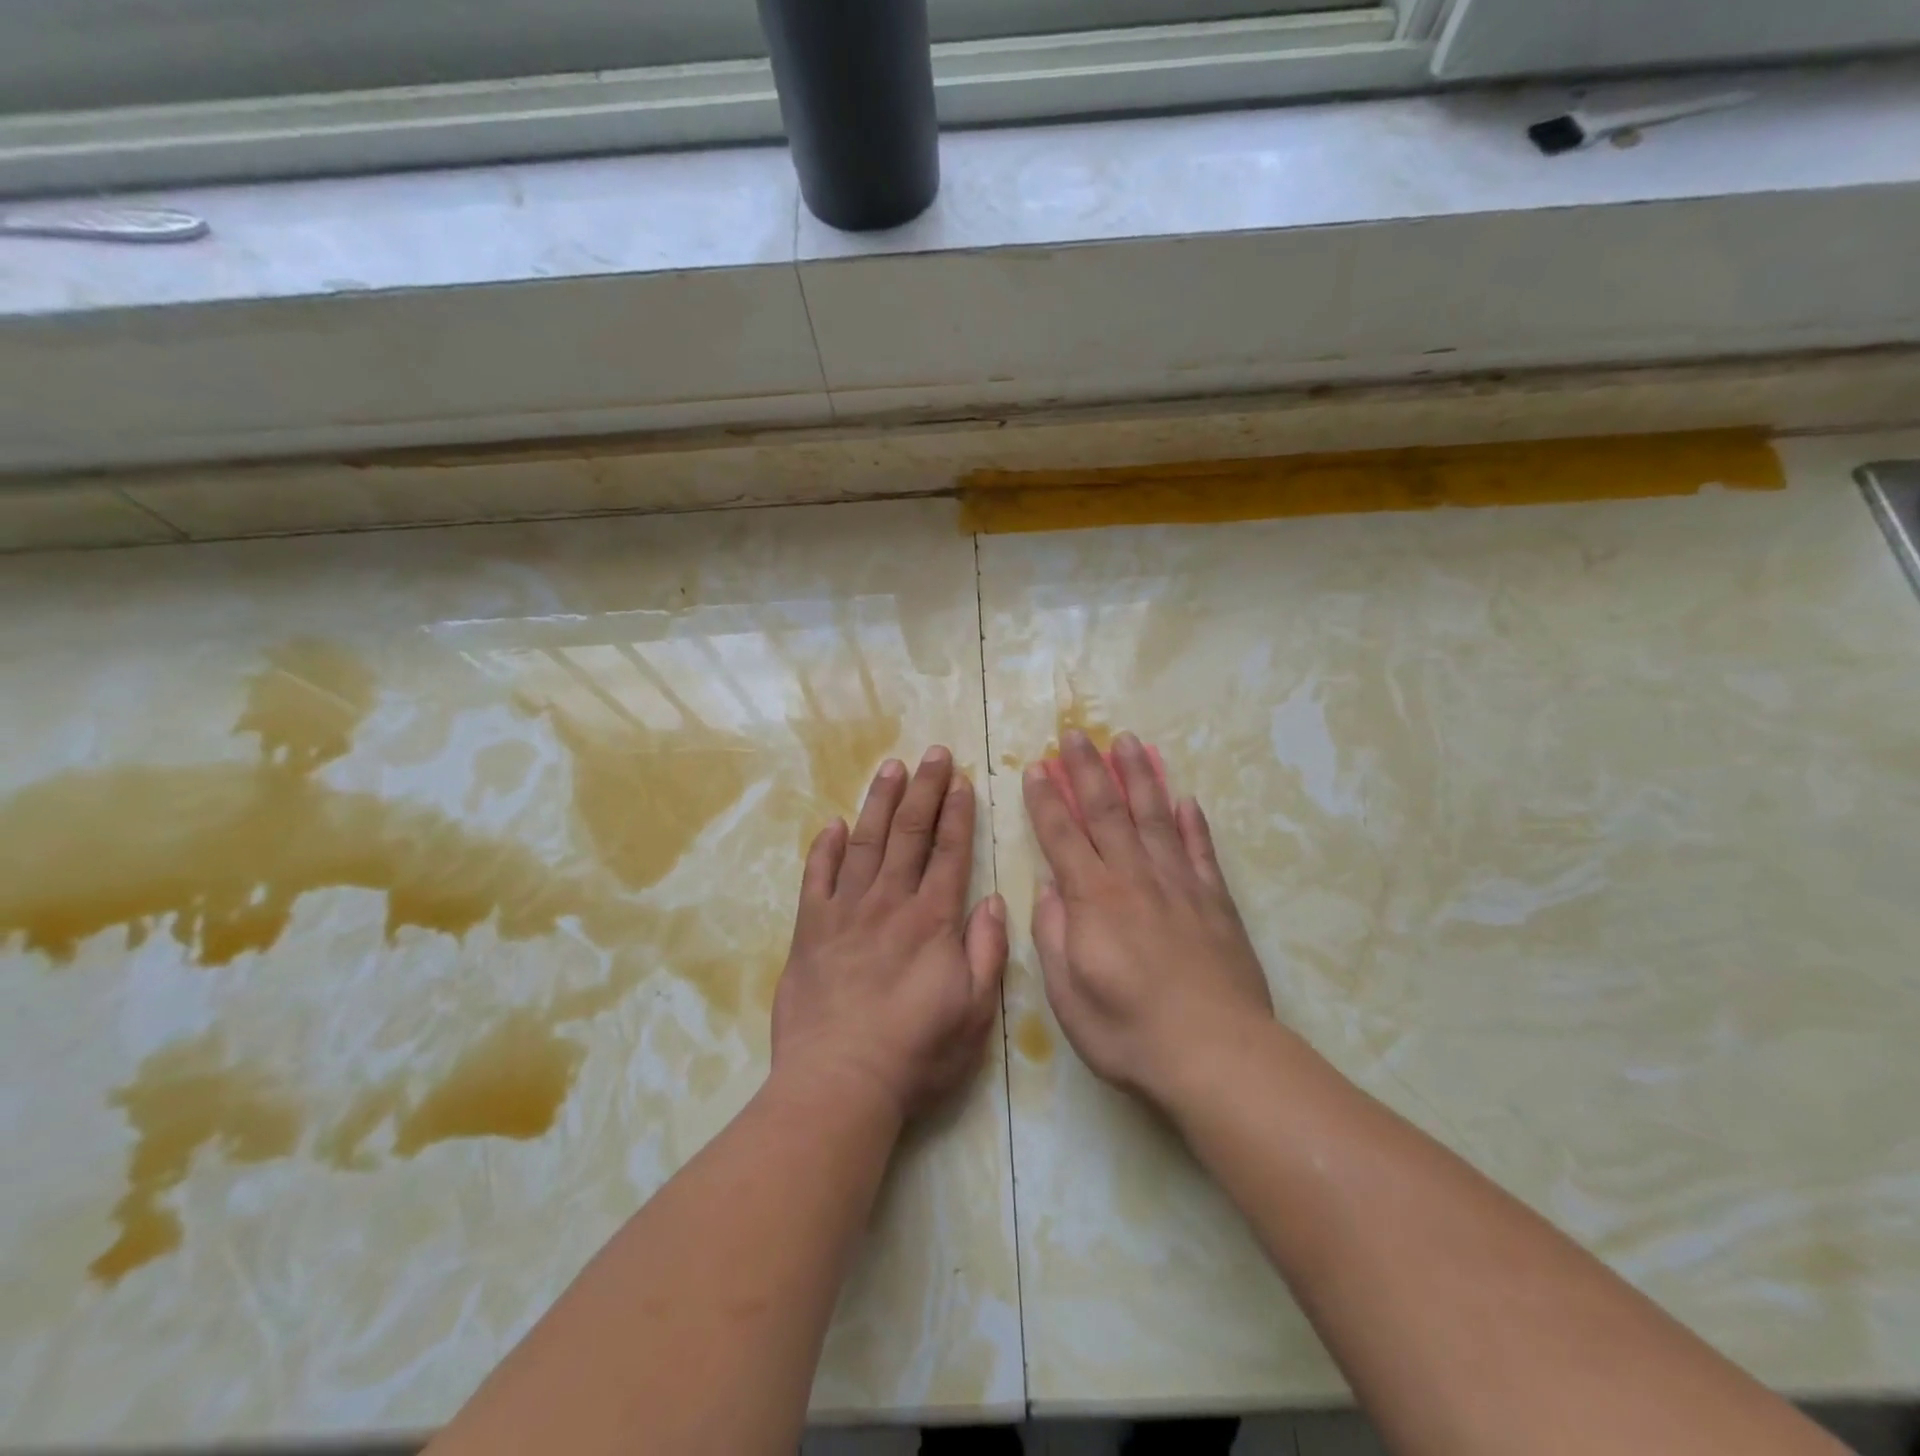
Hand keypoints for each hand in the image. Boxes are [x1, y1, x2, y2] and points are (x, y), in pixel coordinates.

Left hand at [773, 746, 1007, 1121]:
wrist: (839, 1082)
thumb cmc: (916, 1052)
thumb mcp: (974, 1011)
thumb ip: (986, 951)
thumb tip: (991, 900)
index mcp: (932, 920)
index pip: (950, 852)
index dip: (957, 813)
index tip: (962, 779)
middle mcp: (889, 903)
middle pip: (910, 834)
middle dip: (924, 790)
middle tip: (933, 753)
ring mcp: (845, 912)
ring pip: (865, 842)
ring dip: (880, 803)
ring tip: (891, 768)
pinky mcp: (810, 930)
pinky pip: (817, 878)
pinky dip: (824, 848)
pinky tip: (832, 824)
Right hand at [1023, 730, 1274, 1109]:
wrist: (1215, 1054)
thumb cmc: (1129, 1031)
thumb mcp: (1067, 995)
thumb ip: (1053, 935)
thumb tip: (1050, 888)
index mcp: (1093, 899)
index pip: (1062, 836)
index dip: (1046, 800)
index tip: (1036, 767)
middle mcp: (1134, 878)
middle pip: (1107, 811)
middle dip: (1087, 769)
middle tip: (1076, 733)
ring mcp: (1180, 885)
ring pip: (1154, 817)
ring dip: (1139, 776)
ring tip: (1128, 742)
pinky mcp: (1216, 901)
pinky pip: (1201, 850)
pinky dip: (1193, 822)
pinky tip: (1185, 799)